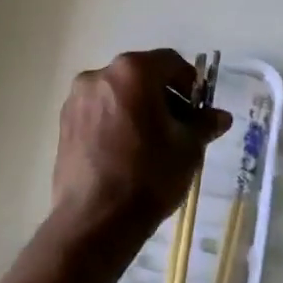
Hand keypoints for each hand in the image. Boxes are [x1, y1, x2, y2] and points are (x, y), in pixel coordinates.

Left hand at [48, 50, 232, 248]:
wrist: (95, 220)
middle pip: (141, 75)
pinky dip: (116, 121)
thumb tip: (219, 116)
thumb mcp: (188, 148)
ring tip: (152, 142)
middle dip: (163, 96)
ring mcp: (77, 99)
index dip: (190, 83)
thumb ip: (204, 124)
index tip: (198, 109)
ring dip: (138, 108)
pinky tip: (126, 151)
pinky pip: (99, 111)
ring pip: (118, 93)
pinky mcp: (64, 123)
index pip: (170, 62)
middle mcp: (99, 75)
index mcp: (132, 71)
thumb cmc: (149, 175)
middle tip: (179, 127)